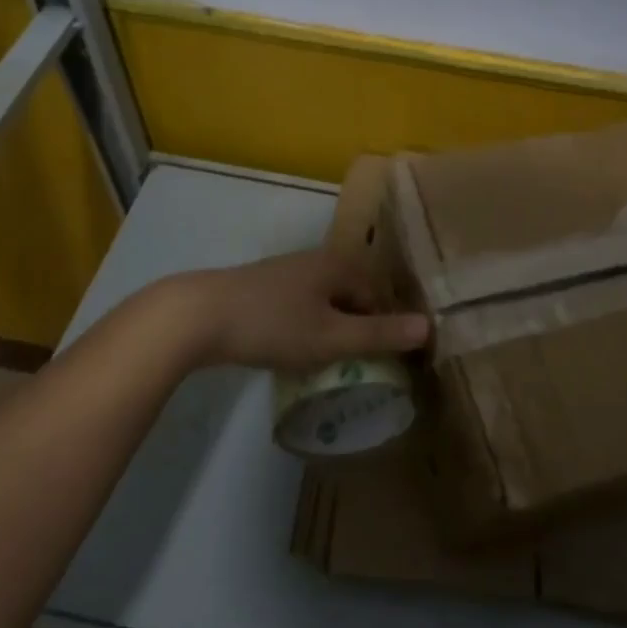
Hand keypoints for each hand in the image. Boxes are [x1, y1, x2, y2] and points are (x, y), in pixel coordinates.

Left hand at [166, 249, 427, 370]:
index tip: (388, 363)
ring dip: (335, 330)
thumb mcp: (331, 337)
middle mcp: (319, 260)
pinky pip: (304, 307)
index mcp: (341, 264)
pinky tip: (298, 352)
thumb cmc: (273, 324)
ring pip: (328, 302)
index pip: (381, 295)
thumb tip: (428, 327)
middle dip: (361, 329)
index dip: (387, 328)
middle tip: (361, 368)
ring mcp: (290, 272)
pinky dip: (310, 328)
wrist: (197, 316)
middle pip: (355, 296)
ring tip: (332, 365)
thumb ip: (379, 334)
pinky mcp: (266, 287)